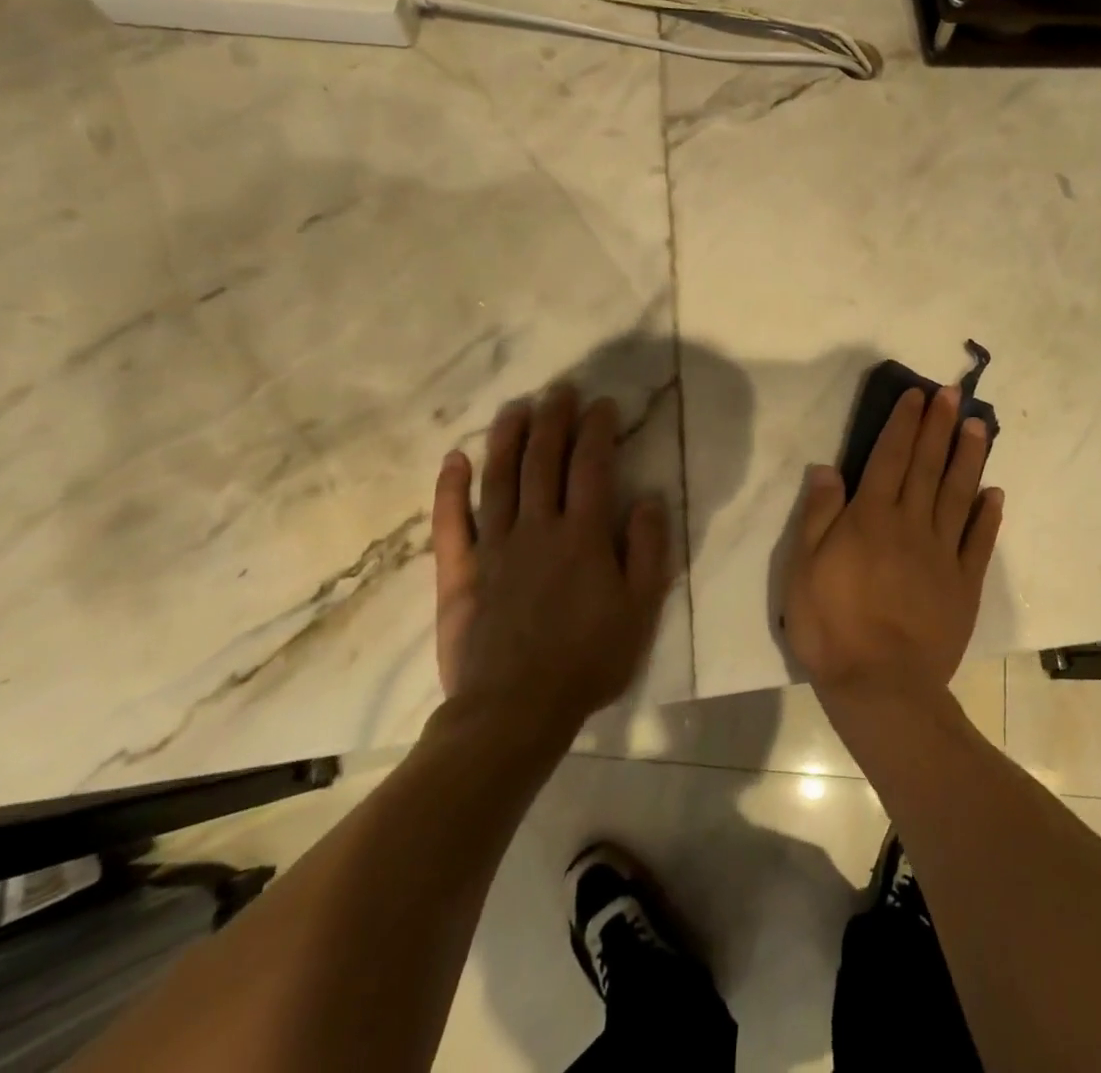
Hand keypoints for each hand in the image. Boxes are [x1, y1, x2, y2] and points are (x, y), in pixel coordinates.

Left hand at [430, 386, 671, 741]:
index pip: (592, 466)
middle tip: (560, 388)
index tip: (603, 404)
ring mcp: (495, 547)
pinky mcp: (461, 572)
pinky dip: (451, 488)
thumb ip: (648, 549)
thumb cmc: (589, 660)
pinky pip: (451, 522)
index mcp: (584, 536)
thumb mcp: (641, 608)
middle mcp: (538, 528)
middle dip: (554, 419)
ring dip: (508, 437)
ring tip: (516, 406)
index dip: (598, 430)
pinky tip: (456, 458)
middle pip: (544, 460)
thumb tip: (649, 498)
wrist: (514, 712)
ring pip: (500, 479)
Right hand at [784, 386, 1003, 704]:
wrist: (882, 686)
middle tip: (953, 393)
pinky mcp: (964, 585)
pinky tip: (993, 494)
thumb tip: (828, 468)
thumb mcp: (803, 570)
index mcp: (871, 518)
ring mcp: (943, 554)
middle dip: (939, 426)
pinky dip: (988, 515)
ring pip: (958, 494)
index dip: (903, 424)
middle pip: (927, 466)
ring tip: (978, 426)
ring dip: (968, 458)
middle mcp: (911, 525)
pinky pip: (979, 542)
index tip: (917, 396)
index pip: (890, 458)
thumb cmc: (832, 627)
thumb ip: (818, 516)